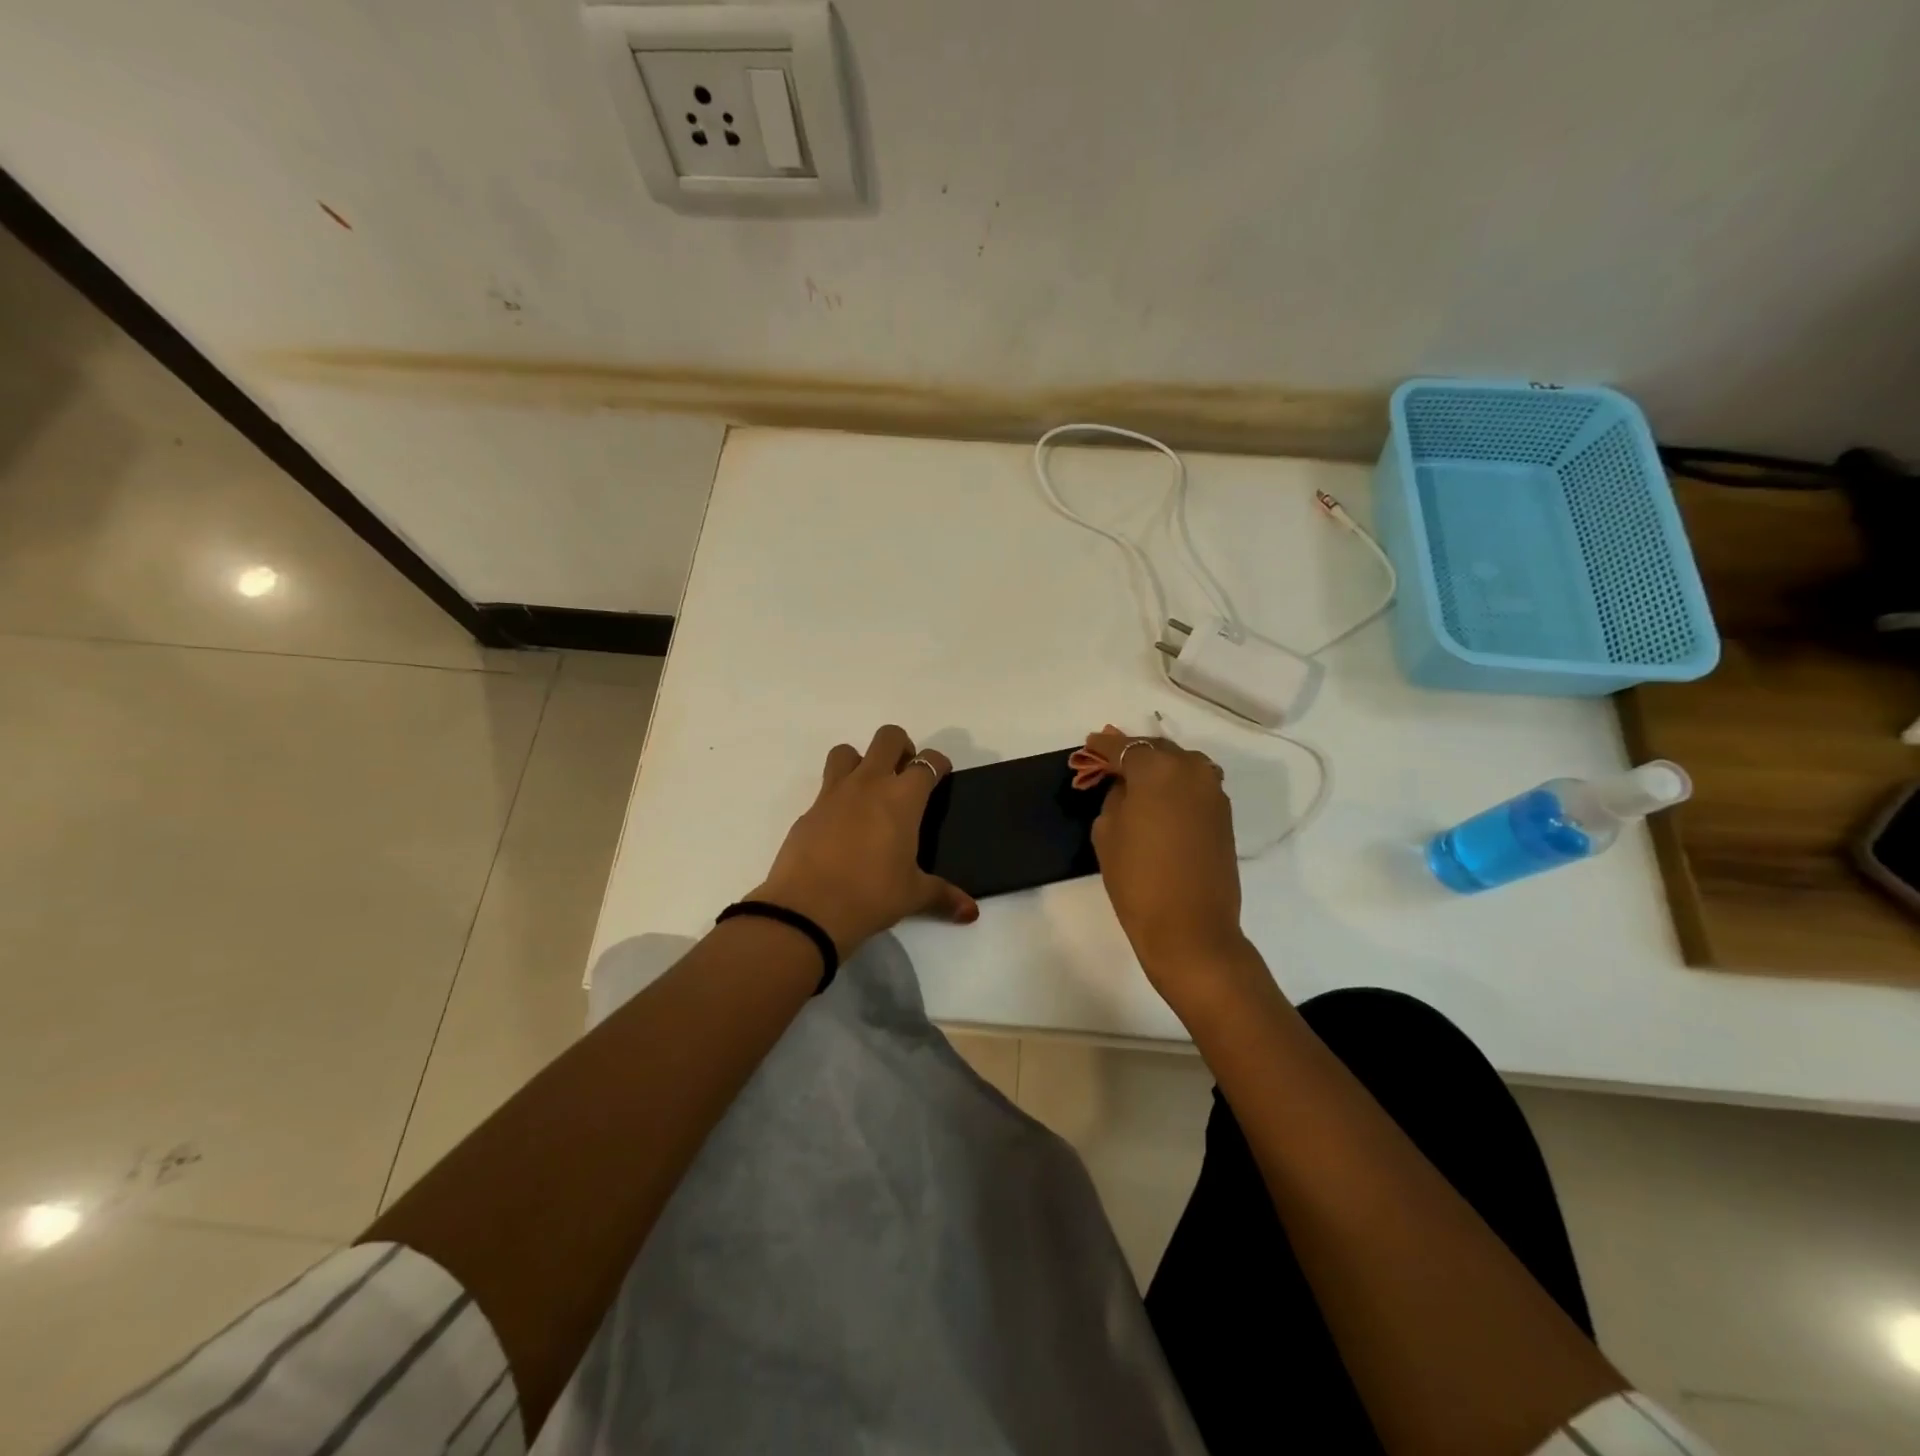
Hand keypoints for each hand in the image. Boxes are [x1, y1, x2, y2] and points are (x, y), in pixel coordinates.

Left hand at [750, 725, 978, 955]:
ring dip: (861, 761)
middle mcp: (869, 784)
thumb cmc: (871, 896)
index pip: (928, 762)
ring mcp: (834, 794)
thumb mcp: (913, 896)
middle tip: (905, 776)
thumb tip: (970, 911)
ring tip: (869, 792)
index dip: (938, 764)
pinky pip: (826, 788)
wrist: (807, 910)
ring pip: (846, 752)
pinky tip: (843, 828)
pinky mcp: (809, 811)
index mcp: (902, 798)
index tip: (941, 775)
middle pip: (887, 738)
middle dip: (901, 748)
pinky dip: (838, 797)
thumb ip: (943, 896)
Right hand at [1084, 726, 1255, 1007]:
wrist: (1190, 928)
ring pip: (1180, 765)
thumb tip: (1127, 787)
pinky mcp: (1224, 813)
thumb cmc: (1137, 879)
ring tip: (1136, 783)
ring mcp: (1213, 791)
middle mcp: (1190, 769)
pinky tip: (1159, 800)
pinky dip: (1175, 785)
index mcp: (1157, 769)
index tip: (1089, 746)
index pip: (1125, 747)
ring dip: (1158, 767)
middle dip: (1132, 754)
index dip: (1103, 747)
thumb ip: (1116, 797)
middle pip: (1156, 749)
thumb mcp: (1107, 832)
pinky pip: (1194, 785)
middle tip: (1110, 764)